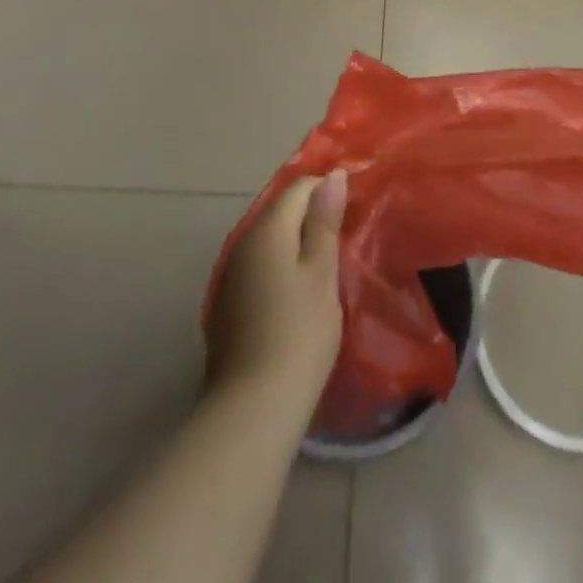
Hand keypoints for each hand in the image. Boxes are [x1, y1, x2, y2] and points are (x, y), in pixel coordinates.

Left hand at [205, 171, 346, 413]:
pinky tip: (297, 290)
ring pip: (268, 239)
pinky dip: (280, 265)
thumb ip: (325, 221)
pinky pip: (259, 266)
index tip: (354, 207)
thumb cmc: (299, 333)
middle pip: (280, 210)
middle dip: (311, 214)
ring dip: (295, 241)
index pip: (299, 187)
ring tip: (326, 259)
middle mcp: (242, 242)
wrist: (252, 407)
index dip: (327, 189)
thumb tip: (331, 175)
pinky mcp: (227, 304)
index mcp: (267, 229)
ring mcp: (230, 274)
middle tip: (345, 233)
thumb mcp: (322, 272)